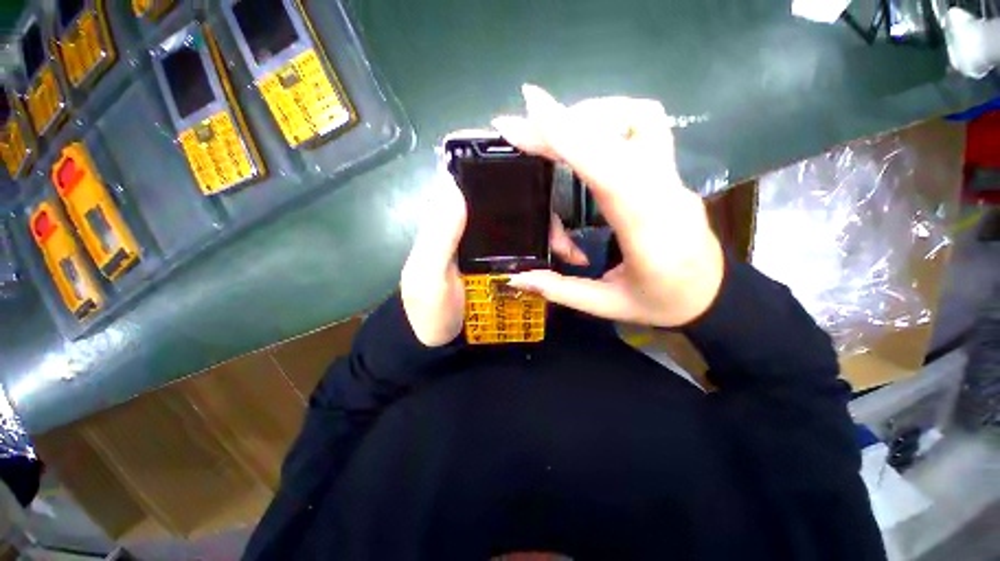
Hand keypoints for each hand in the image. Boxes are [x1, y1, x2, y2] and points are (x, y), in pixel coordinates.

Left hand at [400, 168, 589, 346]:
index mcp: (449, 219)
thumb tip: (455, 182)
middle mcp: (473, 223)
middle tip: (560, 225)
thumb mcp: (427, 276)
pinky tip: (567, 259)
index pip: (468, 172)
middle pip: (509, 195)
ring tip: (570, 251)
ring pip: (527, 220)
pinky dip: (551, 248)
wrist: (440, 344)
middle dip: (538, 201)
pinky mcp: (506, 260)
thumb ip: (437, 235)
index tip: (529, 151)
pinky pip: (532, 245)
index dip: (494, 153)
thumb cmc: (429, 310)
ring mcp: (493, 242)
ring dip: (550, 228)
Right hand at [493, 85, 723, 326]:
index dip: (570, 137)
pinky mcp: (669, 172)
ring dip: (589, 116)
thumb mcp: (607, 306)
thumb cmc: (661, 304)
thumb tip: (517, 277)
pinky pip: (645, 126)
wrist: (712, 295)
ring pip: (638, 119)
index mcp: (648, 233)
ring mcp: (672, 177)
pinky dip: (610, 118)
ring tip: (553, 131)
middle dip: (561, 125)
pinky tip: (587, 137)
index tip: (531, 108)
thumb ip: (560, 290)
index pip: (609, 172)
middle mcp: (664, 193)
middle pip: (615, 139)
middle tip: (519, 126)